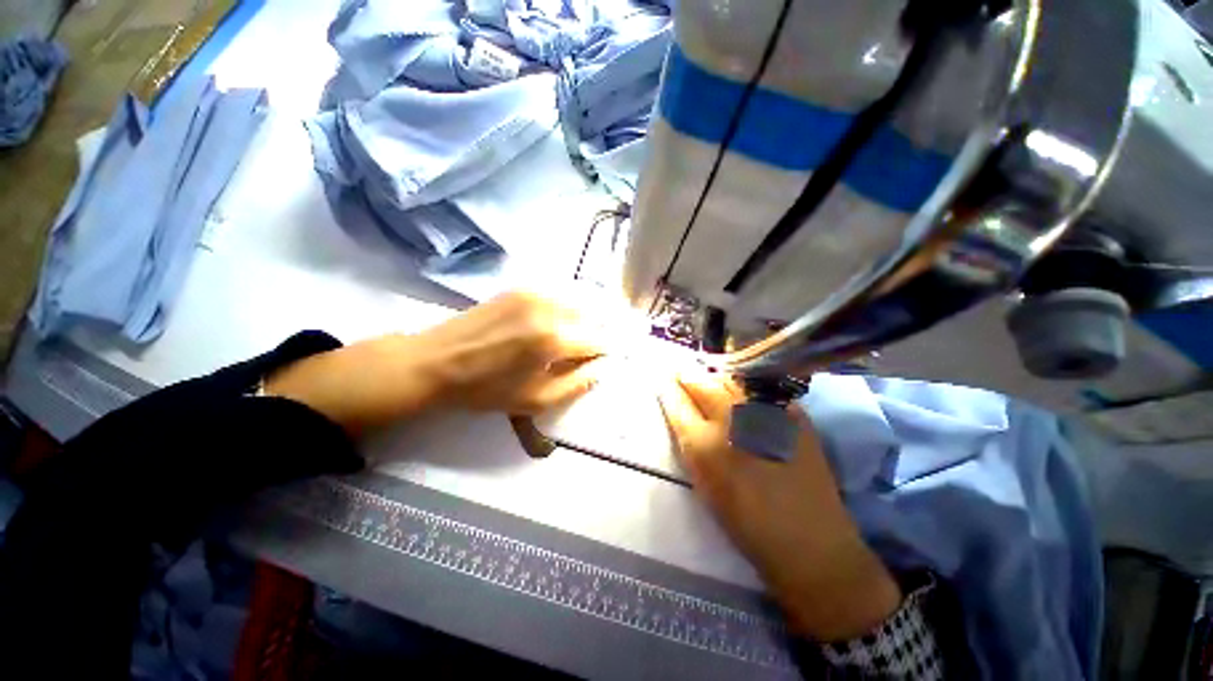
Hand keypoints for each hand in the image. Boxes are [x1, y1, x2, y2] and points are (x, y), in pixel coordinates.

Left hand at [406, 290, 604, 412]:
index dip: (602, 353)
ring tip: (565, 341)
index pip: (598, 340)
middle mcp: (549, 309)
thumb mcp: (536, 400)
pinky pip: (555, 298)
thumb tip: (600, 368)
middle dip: (593, 335)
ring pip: (575, 305)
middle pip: (591, 317)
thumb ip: (577, 384)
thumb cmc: (486, 389)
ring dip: (579, 322)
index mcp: (554, 339)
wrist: (435, 361)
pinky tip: (547, 326)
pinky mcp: (520, 289)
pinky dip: (561, 312)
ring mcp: (534, 294)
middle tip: (582, 354)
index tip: (597, 362)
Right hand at [658, 368, 901, 642]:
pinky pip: (760, 389)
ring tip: (710, 379)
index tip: (664, 379)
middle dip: (688, 376)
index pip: (677, 402)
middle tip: (683, 373)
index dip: (668, 388)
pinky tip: (743, 392)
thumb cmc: (747, 522)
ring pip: (730, 379)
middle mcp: (731, 420)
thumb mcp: (704, 485)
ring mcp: (764, 413)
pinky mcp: (792, 414)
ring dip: (715, 378)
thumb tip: (685, 415)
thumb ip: (692, 445)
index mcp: (704, 444)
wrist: (810, 541)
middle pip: (702, 382)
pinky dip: (745, 387)